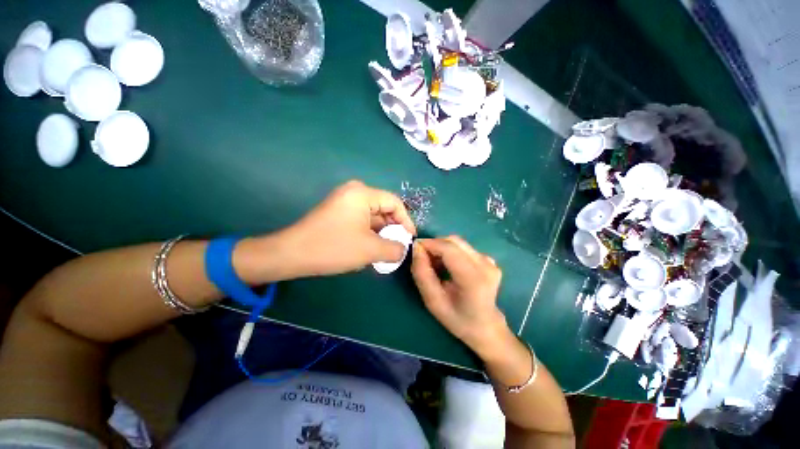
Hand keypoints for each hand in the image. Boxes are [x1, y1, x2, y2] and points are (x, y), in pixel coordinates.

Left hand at [240, 181, 415, 280]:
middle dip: (393, 228)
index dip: (406, 220)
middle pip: (384, 209)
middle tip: (399, 246)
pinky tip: (372, 248)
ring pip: (373, 217)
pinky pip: (362, 221)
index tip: (410, 238)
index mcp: (363, 193)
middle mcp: (354, 192)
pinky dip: (370, 233)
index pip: (395, 203)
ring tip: (387, 250)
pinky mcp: (338, 212)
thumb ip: (394, 249)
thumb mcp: (370, 250)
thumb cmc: (333, 247)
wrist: (291, 254)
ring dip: (382, 233)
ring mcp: (344, 202)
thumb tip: (403, 249)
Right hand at [411, 236, 509, 355]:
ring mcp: (489, 261)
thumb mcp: (433, 302)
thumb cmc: (458, 319)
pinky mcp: (489, 259)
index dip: (429, 244)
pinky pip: (464, 248)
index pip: (448, 248)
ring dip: (442, 248)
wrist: (486, 326)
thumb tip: (416, 249)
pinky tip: (447, 266)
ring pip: (458, 242)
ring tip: (434, 264)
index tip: (414, 248)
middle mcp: (485, 265)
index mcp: (473, 278)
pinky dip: (451, 251)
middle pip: (453, 241)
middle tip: (423, 258)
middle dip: (434, 245)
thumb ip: (422, 274)